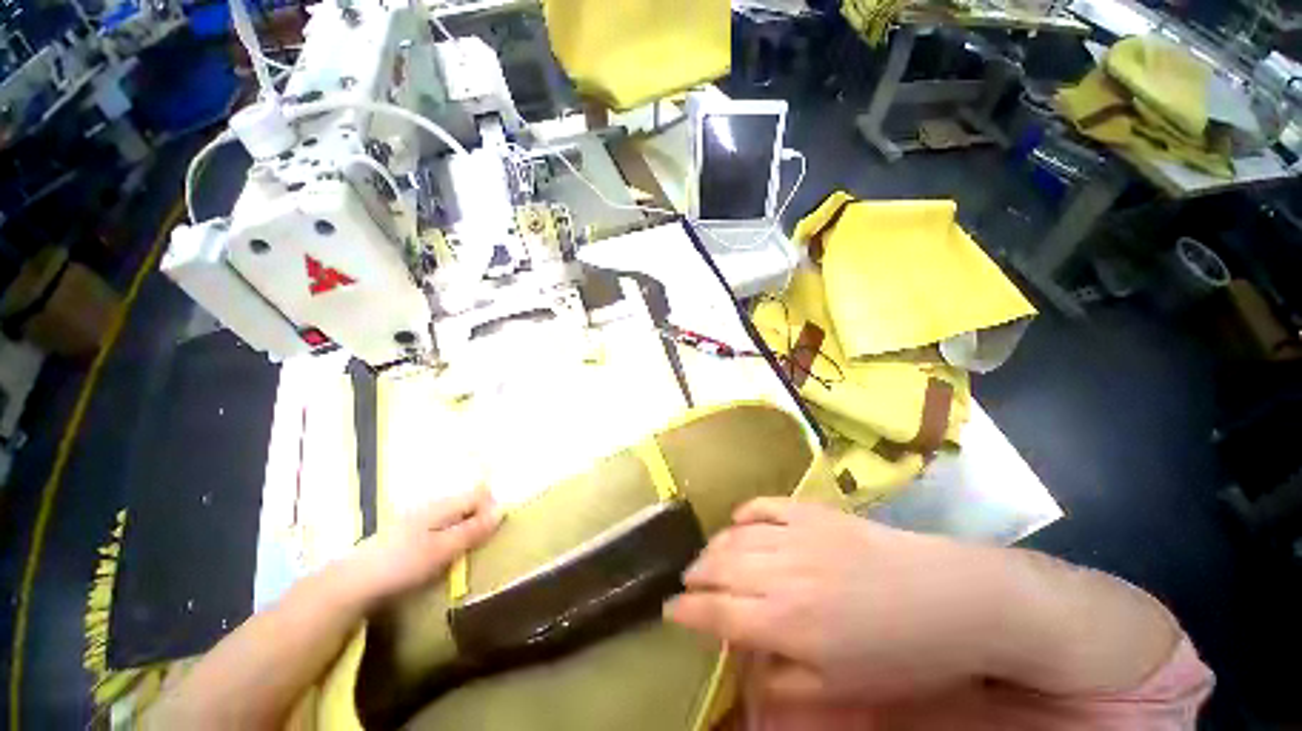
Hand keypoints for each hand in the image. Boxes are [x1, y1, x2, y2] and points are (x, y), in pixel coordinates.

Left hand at [341, 486, 501, 607]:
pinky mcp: (409, 534)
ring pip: (455, 516)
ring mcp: (419, 519)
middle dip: (479, 520)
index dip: (492, 508)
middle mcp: (433, 505)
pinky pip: (441, 528)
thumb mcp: (442, 549)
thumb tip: (502, 510)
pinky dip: (448, 538)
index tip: (492, 533)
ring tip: (462, 555)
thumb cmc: (401, 564)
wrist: (351, 584)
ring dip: (464, 531)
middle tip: (478, 547)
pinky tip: (440, 557)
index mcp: (443, 505)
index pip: (480, 494)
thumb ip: (472, 530)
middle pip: (468, 503)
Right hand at [664, 498, 1012, 702]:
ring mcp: (794, 534)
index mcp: (783, 620)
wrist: (947, 597)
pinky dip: (745, 512)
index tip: (670, 610)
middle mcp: (778, 572)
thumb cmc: (898, 654)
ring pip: (735, 536)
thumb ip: (784, 682)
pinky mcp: (811, 511)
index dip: (686, 611)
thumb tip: (748, 668)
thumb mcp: (842, 688)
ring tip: (707, 556)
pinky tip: (739, 520)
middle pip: (718, 567)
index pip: (715, 612)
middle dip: (695, 575)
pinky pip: (764, 505)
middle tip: (687, 581)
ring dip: (713, 547)